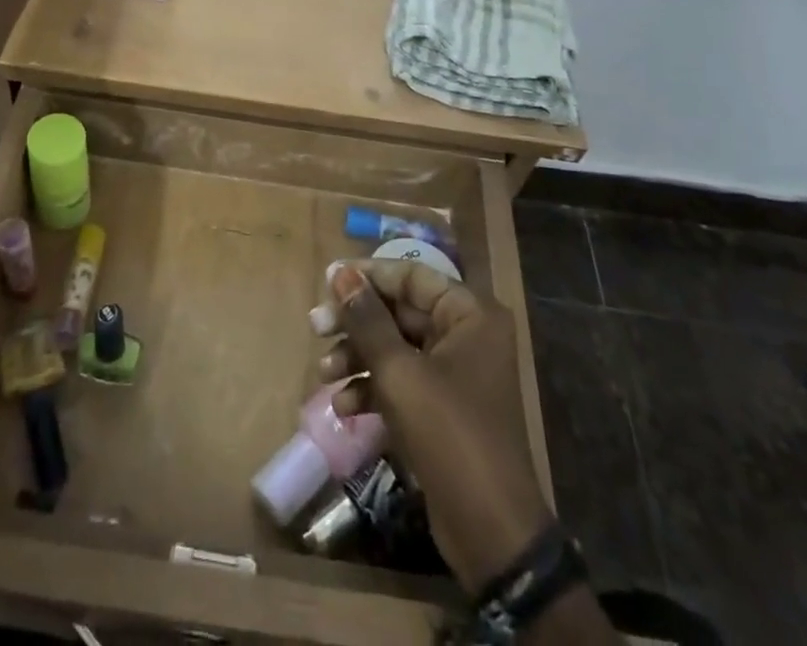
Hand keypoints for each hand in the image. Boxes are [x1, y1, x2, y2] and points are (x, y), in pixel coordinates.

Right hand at [320, 261, 554, 593]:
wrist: (491, 534)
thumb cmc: (449, 435)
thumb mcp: (400, 373)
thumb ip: (367, 319)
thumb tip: (339, 273)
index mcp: (469, 314)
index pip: (411, 275)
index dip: (368, 276)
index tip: (326, 281)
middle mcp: (466, 334)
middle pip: (400, 311)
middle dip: (356, 322)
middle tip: (316, 328)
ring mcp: (455, 372)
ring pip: (396, 346)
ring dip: (358, 357)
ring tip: (324, 373)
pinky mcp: (442, 407)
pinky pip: (401, 380)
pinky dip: (373, 387)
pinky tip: (344, 406)